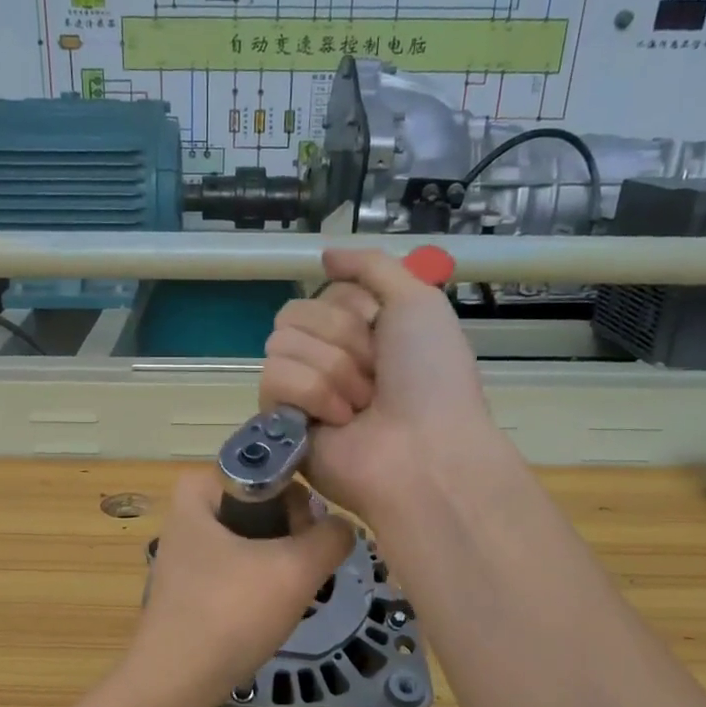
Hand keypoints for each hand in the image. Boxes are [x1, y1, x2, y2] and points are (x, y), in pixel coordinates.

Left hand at [128, 470, 352, 706]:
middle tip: (300, 576)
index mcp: (200, 486)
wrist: (175, 683)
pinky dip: (262, 585)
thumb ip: (332, 537)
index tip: (311, 541)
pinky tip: (267, 612)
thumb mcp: (295, 570)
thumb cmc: (230, 614)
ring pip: (259, 540)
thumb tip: (343, 528)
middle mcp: (189, 508)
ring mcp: (189, 546)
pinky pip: (243, 566)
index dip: (302, 503)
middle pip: (268, 506)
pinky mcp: (193, 580)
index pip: (274, 471)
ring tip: (286, 597)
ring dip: (282, 566)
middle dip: (293, 539)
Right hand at [259, 248, 492, 515]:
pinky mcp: (280, 422)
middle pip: (295, 314)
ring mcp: (300, 392)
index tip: (382, 333)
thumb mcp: (418, 301)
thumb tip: (324, 254)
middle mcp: (326, 359)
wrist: (425, 452)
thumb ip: (372, 266)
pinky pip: (273, 378)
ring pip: (281, 343)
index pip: (322, 293)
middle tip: (375, 375)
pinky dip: (312, 394)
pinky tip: (339, 421)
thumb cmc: (431, 378)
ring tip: (361, 406)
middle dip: (342, 340)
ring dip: (333, 370)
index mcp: (358, 333)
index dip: (352, 308)